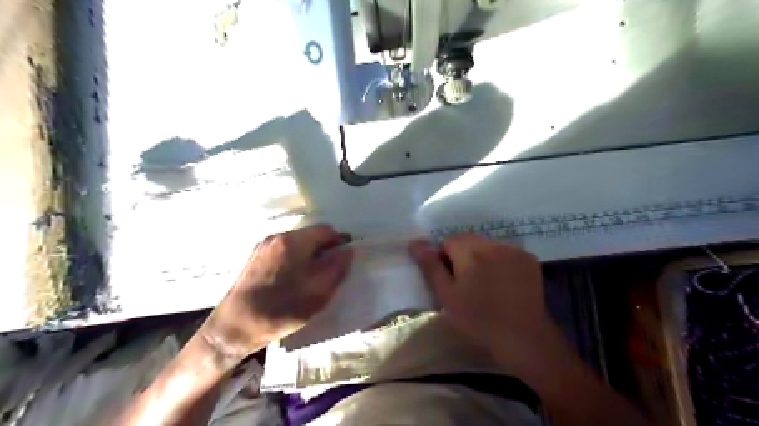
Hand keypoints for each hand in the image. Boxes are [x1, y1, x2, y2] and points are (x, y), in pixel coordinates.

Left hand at [197, 225, 351, 357]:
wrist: (234, 328)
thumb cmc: (281, 310)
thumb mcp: (318, 292)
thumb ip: (337, 268)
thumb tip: (349, 250)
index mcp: (293, 241)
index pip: (326, 230)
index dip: (340, 242)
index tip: (344, 259)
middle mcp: (277, 236)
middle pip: (310, 234)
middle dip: (324, 249)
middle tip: (330, 271)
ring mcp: (263, 246)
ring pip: (297, 242)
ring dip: (310, 254)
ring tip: (312, 277)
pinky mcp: (255, 257)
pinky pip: (284, 250)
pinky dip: (295, 258)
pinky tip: (293, 278)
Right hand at [413, 234, 555, 363]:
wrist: (523, 338)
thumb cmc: (478, 319)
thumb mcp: (447, 295)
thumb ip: (431, 266)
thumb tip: (415, 243)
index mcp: (470, 251)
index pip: (448, 240)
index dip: (444, 258)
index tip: (449, 279)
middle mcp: (493, 244)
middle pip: (468, 240)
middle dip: (462, 255)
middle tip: (465, 282)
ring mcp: (513, 250)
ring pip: (487, 245)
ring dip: (481, 257)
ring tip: (485, 283)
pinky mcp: (528, 259)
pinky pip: (505, 252)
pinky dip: (499, 261)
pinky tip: (503, 282)